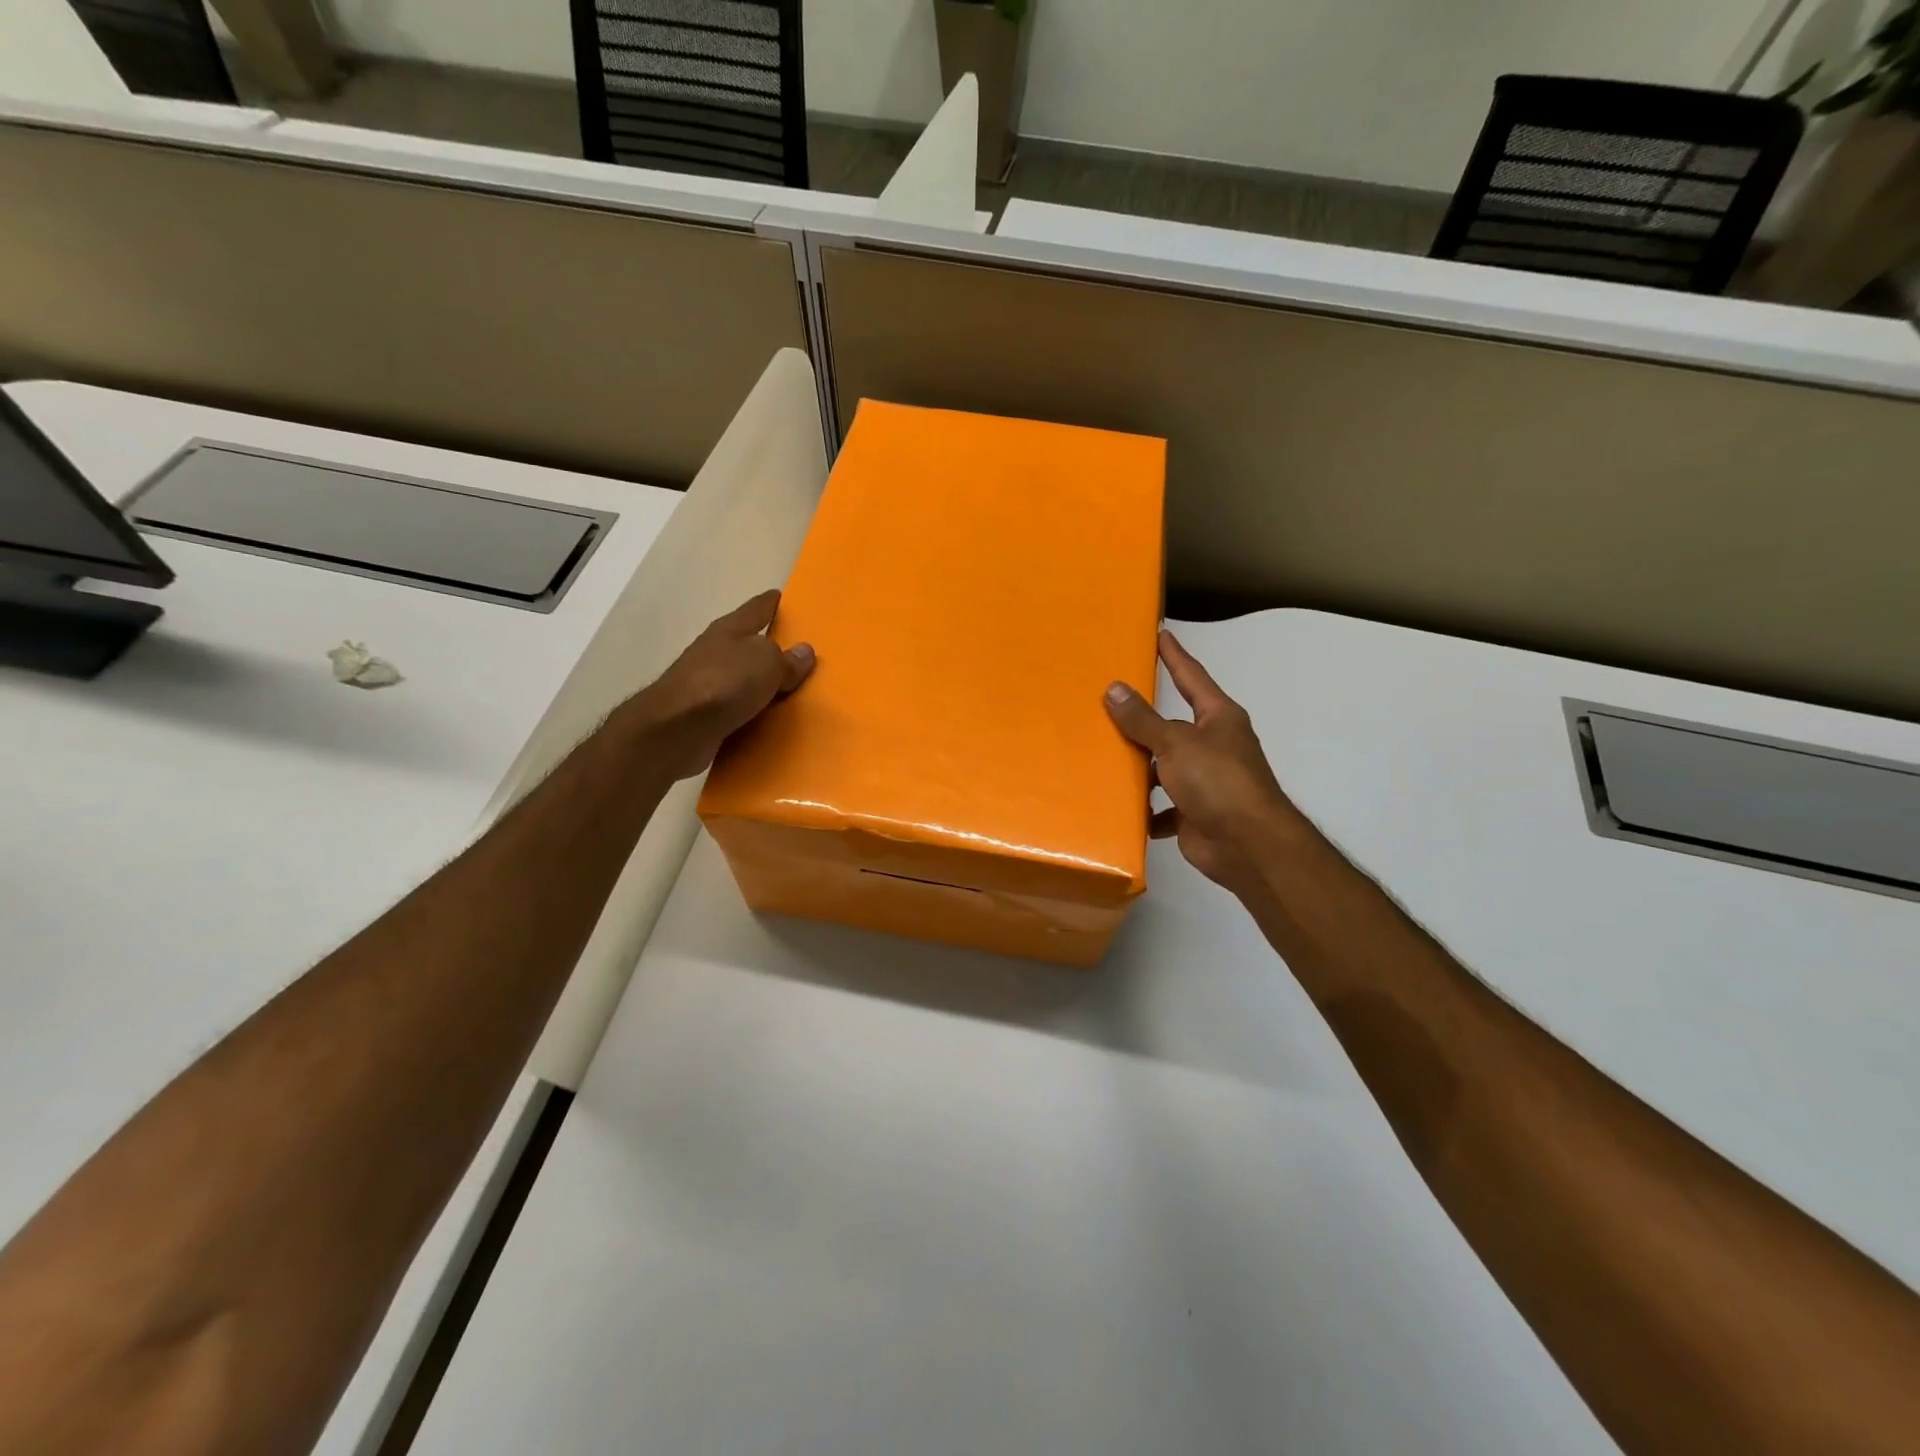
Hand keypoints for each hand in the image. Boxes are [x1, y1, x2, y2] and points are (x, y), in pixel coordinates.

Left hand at [633, 590, 814, 780]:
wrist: (677, 730)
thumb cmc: (724, 682)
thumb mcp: (767, 662)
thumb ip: (787, 659)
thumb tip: (804, 651)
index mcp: (730, 630)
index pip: (756, 608)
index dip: (771, 602)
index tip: (782, 596)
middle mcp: (716, 653)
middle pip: (748, 645)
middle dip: (770, 647)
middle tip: (800, 653)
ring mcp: (707, 685)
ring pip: (743, 680)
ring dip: (762, 685)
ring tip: (792, 692)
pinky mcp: (704, 717)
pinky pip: (739, 711)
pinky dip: (754, 714)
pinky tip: (771, 721)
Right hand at [1104, 631, 1298, 896]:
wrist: (1247, 845)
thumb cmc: (1218, 781)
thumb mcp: (1176, 743)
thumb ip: (1143, 719)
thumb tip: (1114, 689)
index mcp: (1218, 718)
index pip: (1192, 678)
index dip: (1175, 656)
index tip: (1161, 634)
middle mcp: (1214, 745)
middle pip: (1171, 726)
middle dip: (1143, 722)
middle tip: (1107, 703)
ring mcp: (1205, 782)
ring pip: (1164, 768)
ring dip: (1140, 770)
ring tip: (1102, 759)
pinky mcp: (1194, 814)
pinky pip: (1162, 807)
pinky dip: (1146, 811)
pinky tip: (1121, 809)